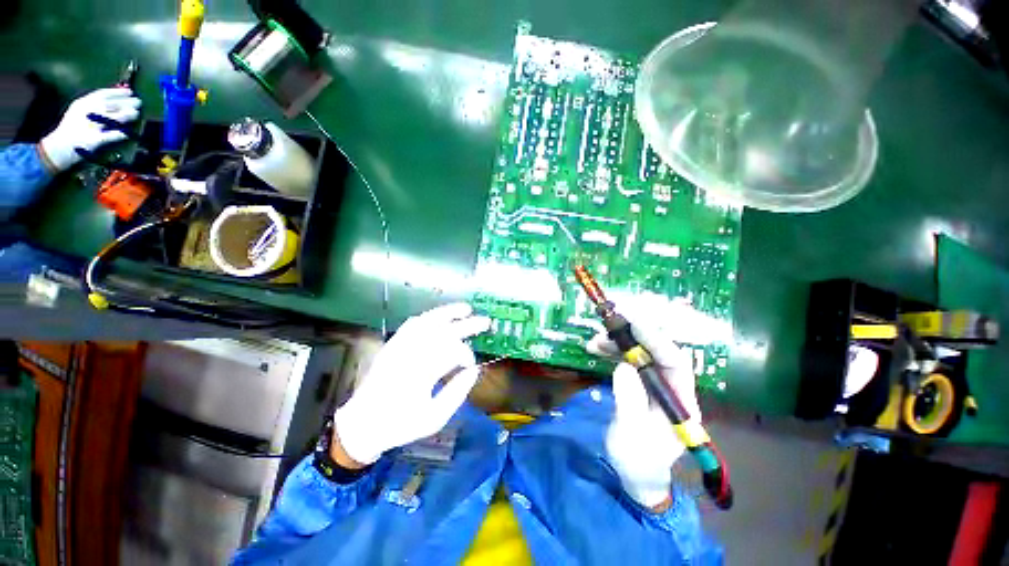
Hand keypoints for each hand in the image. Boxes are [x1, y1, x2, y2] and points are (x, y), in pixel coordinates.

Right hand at [39, 88, 141, 171]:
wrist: (57, 148)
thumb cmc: (70, 129)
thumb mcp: (78, 111)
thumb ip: (93, 105)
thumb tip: (113, 99)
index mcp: (82, 104)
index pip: (102, 94)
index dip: (117, 92)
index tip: (130, 91)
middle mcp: (85, 112)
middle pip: (109, 105)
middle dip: (126, 102)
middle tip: (138, 102)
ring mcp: (89, 126)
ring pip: (111, 118)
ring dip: (125, 115)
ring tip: (136, 113)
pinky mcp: (93, 140)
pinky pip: (109, 136)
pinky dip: (119, 134)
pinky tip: (127, 133)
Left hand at [333, 303, 490, 465]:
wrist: (362, 425)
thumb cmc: (400, 424)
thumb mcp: (434, 418)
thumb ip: (457, 393)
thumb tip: (474, 370)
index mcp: (420, 374)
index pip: (450, 352)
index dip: (466, 354)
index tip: (472, 364)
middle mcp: (409, 355)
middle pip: (442, 331)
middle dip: (466, 325)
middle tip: (485, 322)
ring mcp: (398, 347)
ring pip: (426, 322)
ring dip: (448, 313)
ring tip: (466, 309)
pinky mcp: (391, 345)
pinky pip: (411, 325)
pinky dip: (428, 317)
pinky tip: (439, 316)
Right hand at [587, 312, 700, 509]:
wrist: (636, 474)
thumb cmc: (638, 461)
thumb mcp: (631, 435)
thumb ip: (629, 401)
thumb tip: (623, 366)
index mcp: (680, 401)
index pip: (675, 362)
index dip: (656, 340)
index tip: (632, 324)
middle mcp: (671, 387)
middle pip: (656, 352)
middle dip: (632, 338)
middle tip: (606, 329)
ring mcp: (655, 385)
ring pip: (640, 354)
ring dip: (617, 344)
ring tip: (594, 342)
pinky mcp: (640, 384)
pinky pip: (628, 361)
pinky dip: (612, 352)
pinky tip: (597, 349)